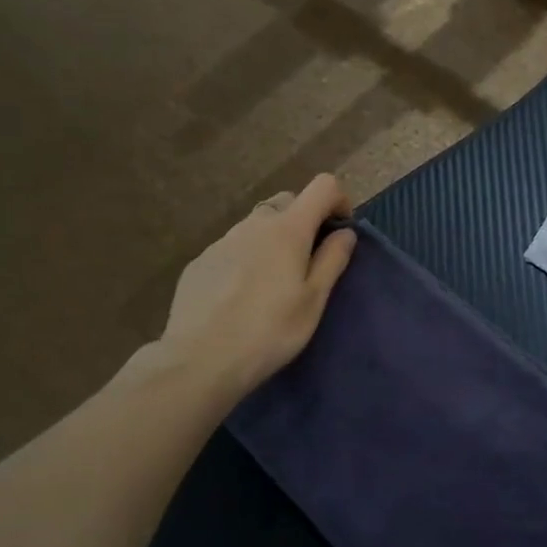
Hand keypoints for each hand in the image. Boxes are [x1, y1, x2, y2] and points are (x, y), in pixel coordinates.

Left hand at [145, 175, 356, 405]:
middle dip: (306, 219)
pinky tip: (243, 294)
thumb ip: (332, 260)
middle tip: (311, 259)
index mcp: (288, 229)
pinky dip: (248, 256)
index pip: (322, 186)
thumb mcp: (313, 300)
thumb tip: (346, 232)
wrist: (200, 360)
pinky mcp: (201, 261)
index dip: (339, 200)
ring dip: (275, 238)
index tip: (342, 231)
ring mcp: (222, 240)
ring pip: (258, 224)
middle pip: (288, 201)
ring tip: (275, 281)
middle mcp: (254, 224)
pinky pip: (234, 246)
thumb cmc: (270, 331)